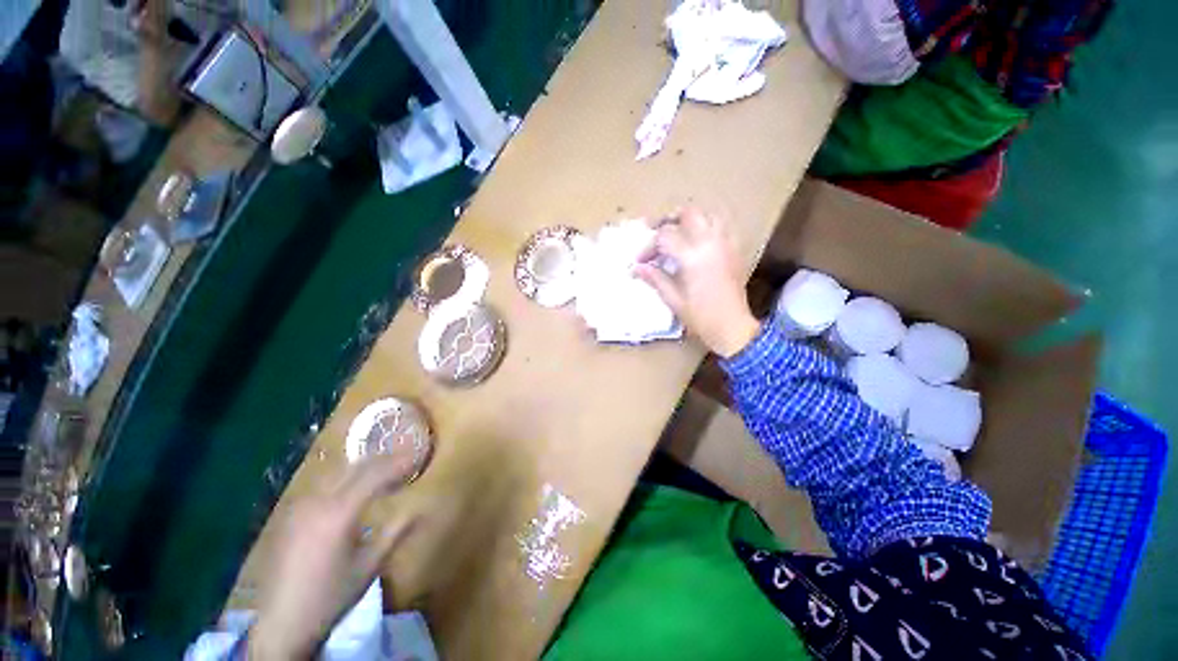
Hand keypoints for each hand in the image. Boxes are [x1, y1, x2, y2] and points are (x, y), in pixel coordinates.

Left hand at [249, 457, 417, 659]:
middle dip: (383, 460)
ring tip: (384, 470)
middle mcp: (317, 502)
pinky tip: (353, 487)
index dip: (399, 462)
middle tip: (405, 459)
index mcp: (339, 513)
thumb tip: (420, 509)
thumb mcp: (369, 566)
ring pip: (337, 472)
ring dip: (363, 467)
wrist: (280, 624)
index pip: (375, 474)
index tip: (418, 456)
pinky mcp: (290, 515)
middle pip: (355, 467)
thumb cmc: (331, 596)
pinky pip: (322, 485)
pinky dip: (344, 478)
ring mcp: (299, 507)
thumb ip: (395, 532)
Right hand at [635, 210, 760, 357]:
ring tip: (678, 233)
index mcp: (692, 256)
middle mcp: (710, 242)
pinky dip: (707, 227)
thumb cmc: (700, 316)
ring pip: (708, 215)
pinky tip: (698, 242)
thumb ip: (655, 278)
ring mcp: (726, 244)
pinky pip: (722, 227)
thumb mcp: (672, 298)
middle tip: (656, 233)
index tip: (640, 261)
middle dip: (669, 220)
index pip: (664, 236)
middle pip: (689, 213)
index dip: (648, 247)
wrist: (732, 326)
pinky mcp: (735, 250)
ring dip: (690, 220)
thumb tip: (635, 268)